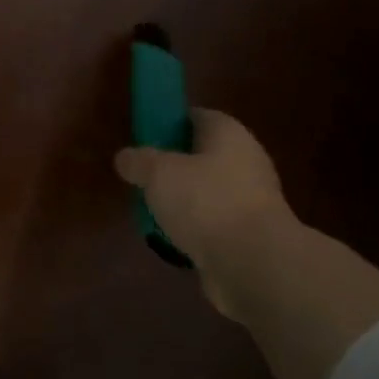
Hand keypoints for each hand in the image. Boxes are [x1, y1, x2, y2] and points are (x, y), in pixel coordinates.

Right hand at [115, 109, 294, 318]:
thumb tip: (126, 157)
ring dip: (182, 199)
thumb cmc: (205, 202)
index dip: (170, 122)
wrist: (252, 262)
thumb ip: (138, 161)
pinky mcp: (248, 232)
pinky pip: (212, 221)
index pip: (197, 116)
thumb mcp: (157, 173)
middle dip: (173, 165)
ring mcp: (250, 199)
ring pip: (207, 190)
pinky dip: (193, 226)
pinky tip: (170, 237)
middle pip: (203, 154)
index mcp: (228, 135)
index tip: (145, 137)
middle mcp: (245, 161)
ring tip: (151, 209)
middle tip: (143, 175)